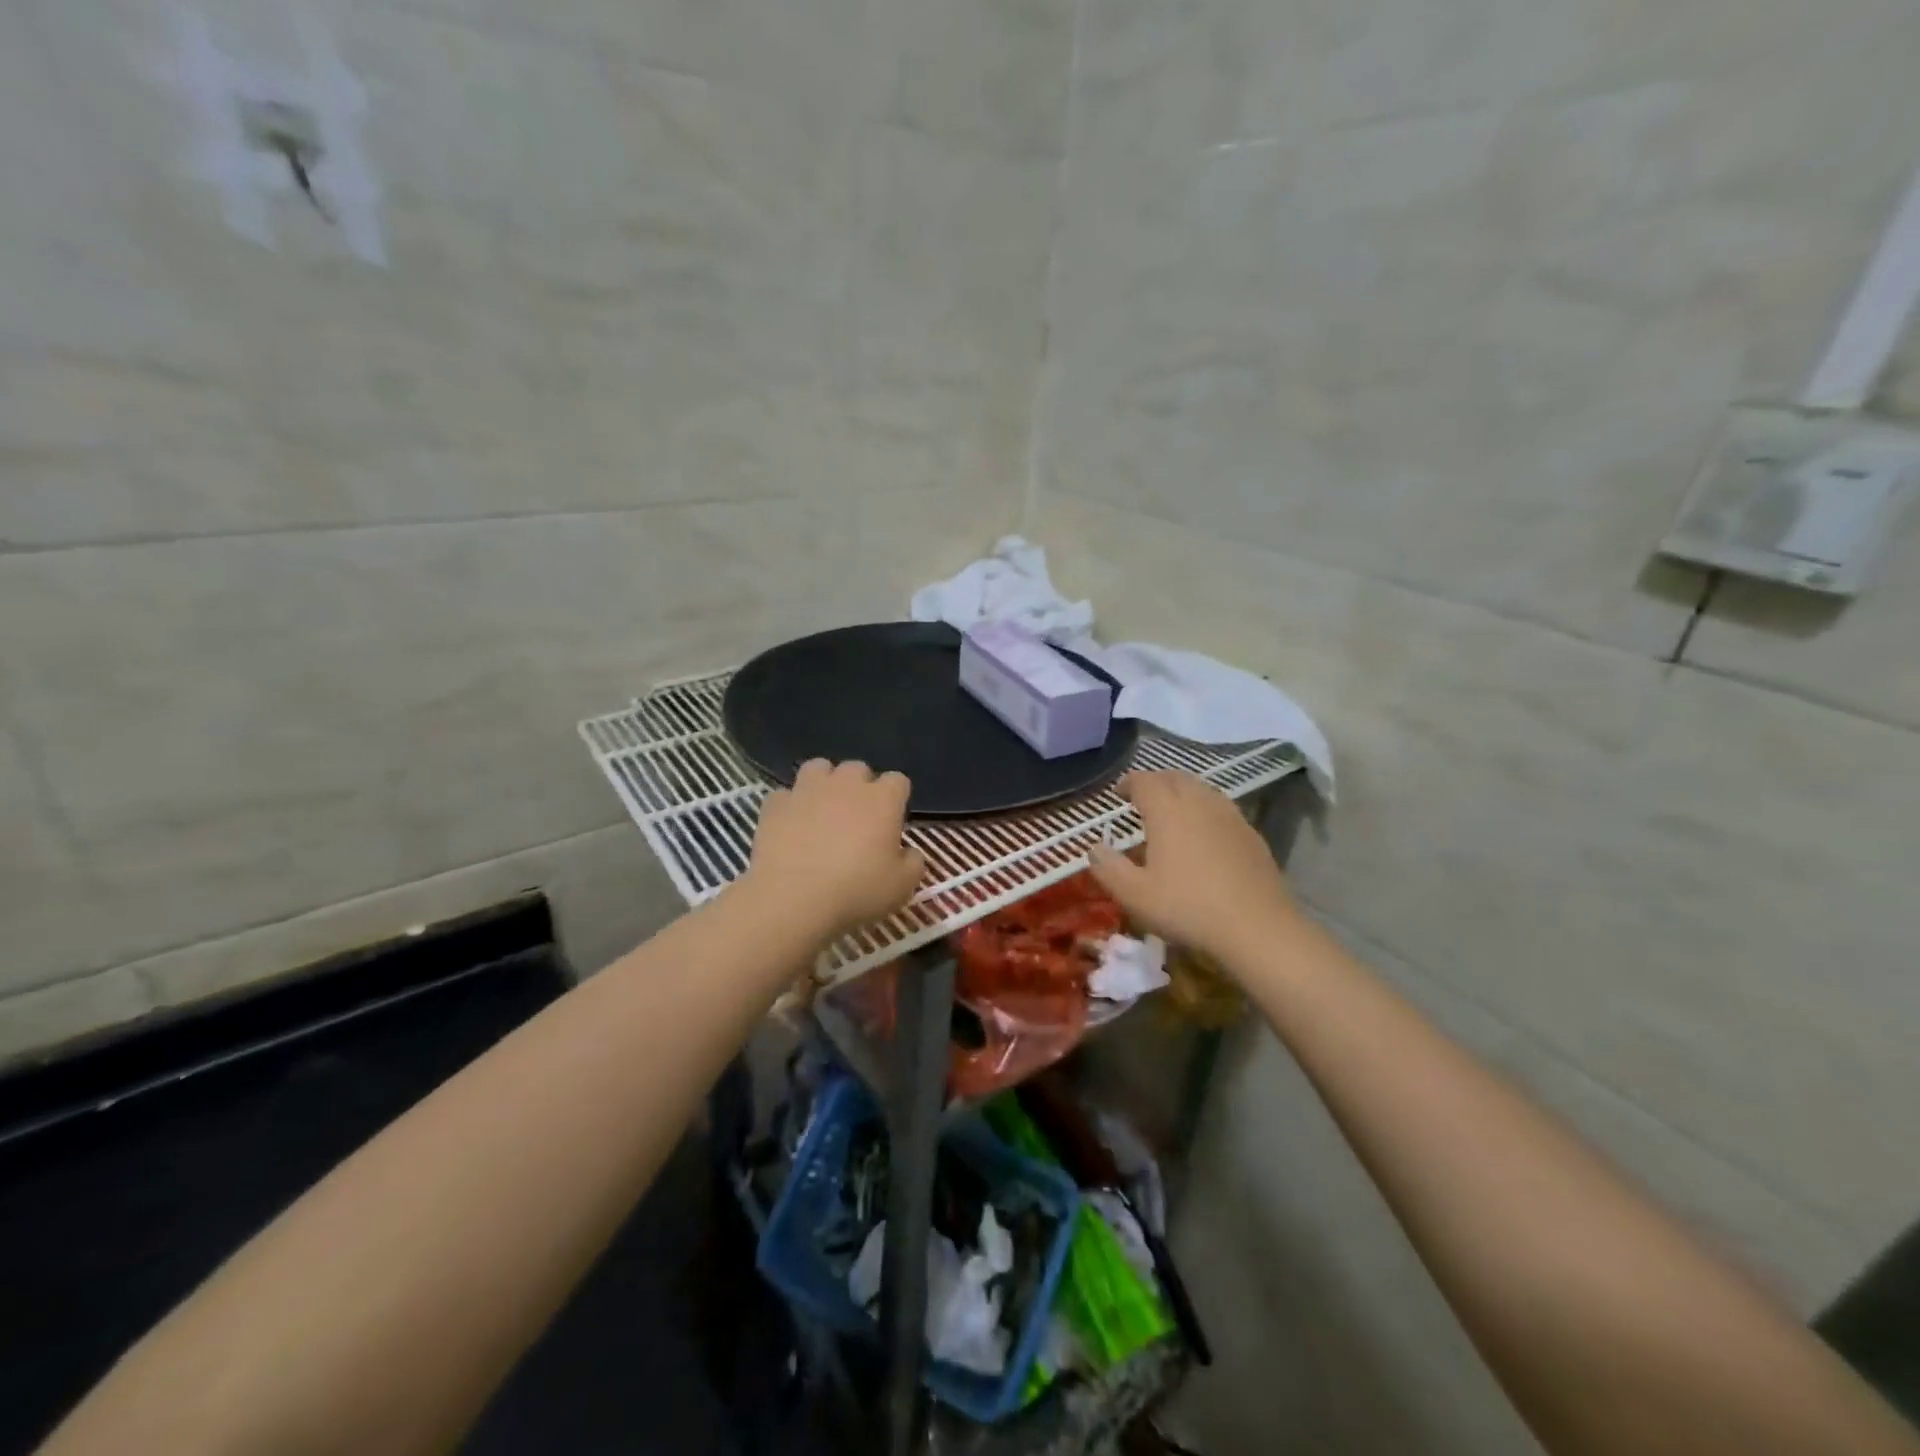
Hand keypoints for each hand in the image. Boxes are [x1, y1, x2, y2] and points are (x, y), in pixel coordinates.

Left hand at [743, 759, 925, 938]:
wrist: (792, 898)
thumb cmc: (856, 890)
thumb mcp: (902, 886)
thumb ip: (913, 863)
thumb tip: (909, 852)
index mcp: (882, 799)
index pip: (898, 781)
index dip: (896, 798)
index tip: (892, 821)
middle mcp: (846, 784)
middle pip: (858, 768)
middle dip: (860, 786)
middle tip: (857, 818)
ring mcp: (807, 790)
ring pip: (819, 768)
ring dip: (824, 783)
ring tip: (822, 809)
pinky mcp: (775, 804)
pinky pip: (786, 795)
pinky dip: (790, 806)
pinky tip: (791, 826)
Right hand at [1088, 771, 1298, 965]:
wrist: (1257, 927)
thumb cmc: (1188, 907)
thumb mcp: (1134, 895)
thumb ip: (1108, 868)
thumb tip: (1094, 848)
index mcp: (1167, 811)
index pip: (1144, 782)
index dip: (1128, 783)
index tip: (1118, 792)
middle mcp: (1199, 803)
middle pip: (1175, 778)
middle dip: (1156, 781)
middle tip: (1142, 796)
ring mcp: (1230, 817)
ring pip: (1202, 789)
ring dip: (1182, 791)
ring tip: (1172, 810)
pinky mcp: (1251, 835)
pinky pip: (1222, 808)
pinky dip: (1205, 809)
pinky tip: (1204, 833)